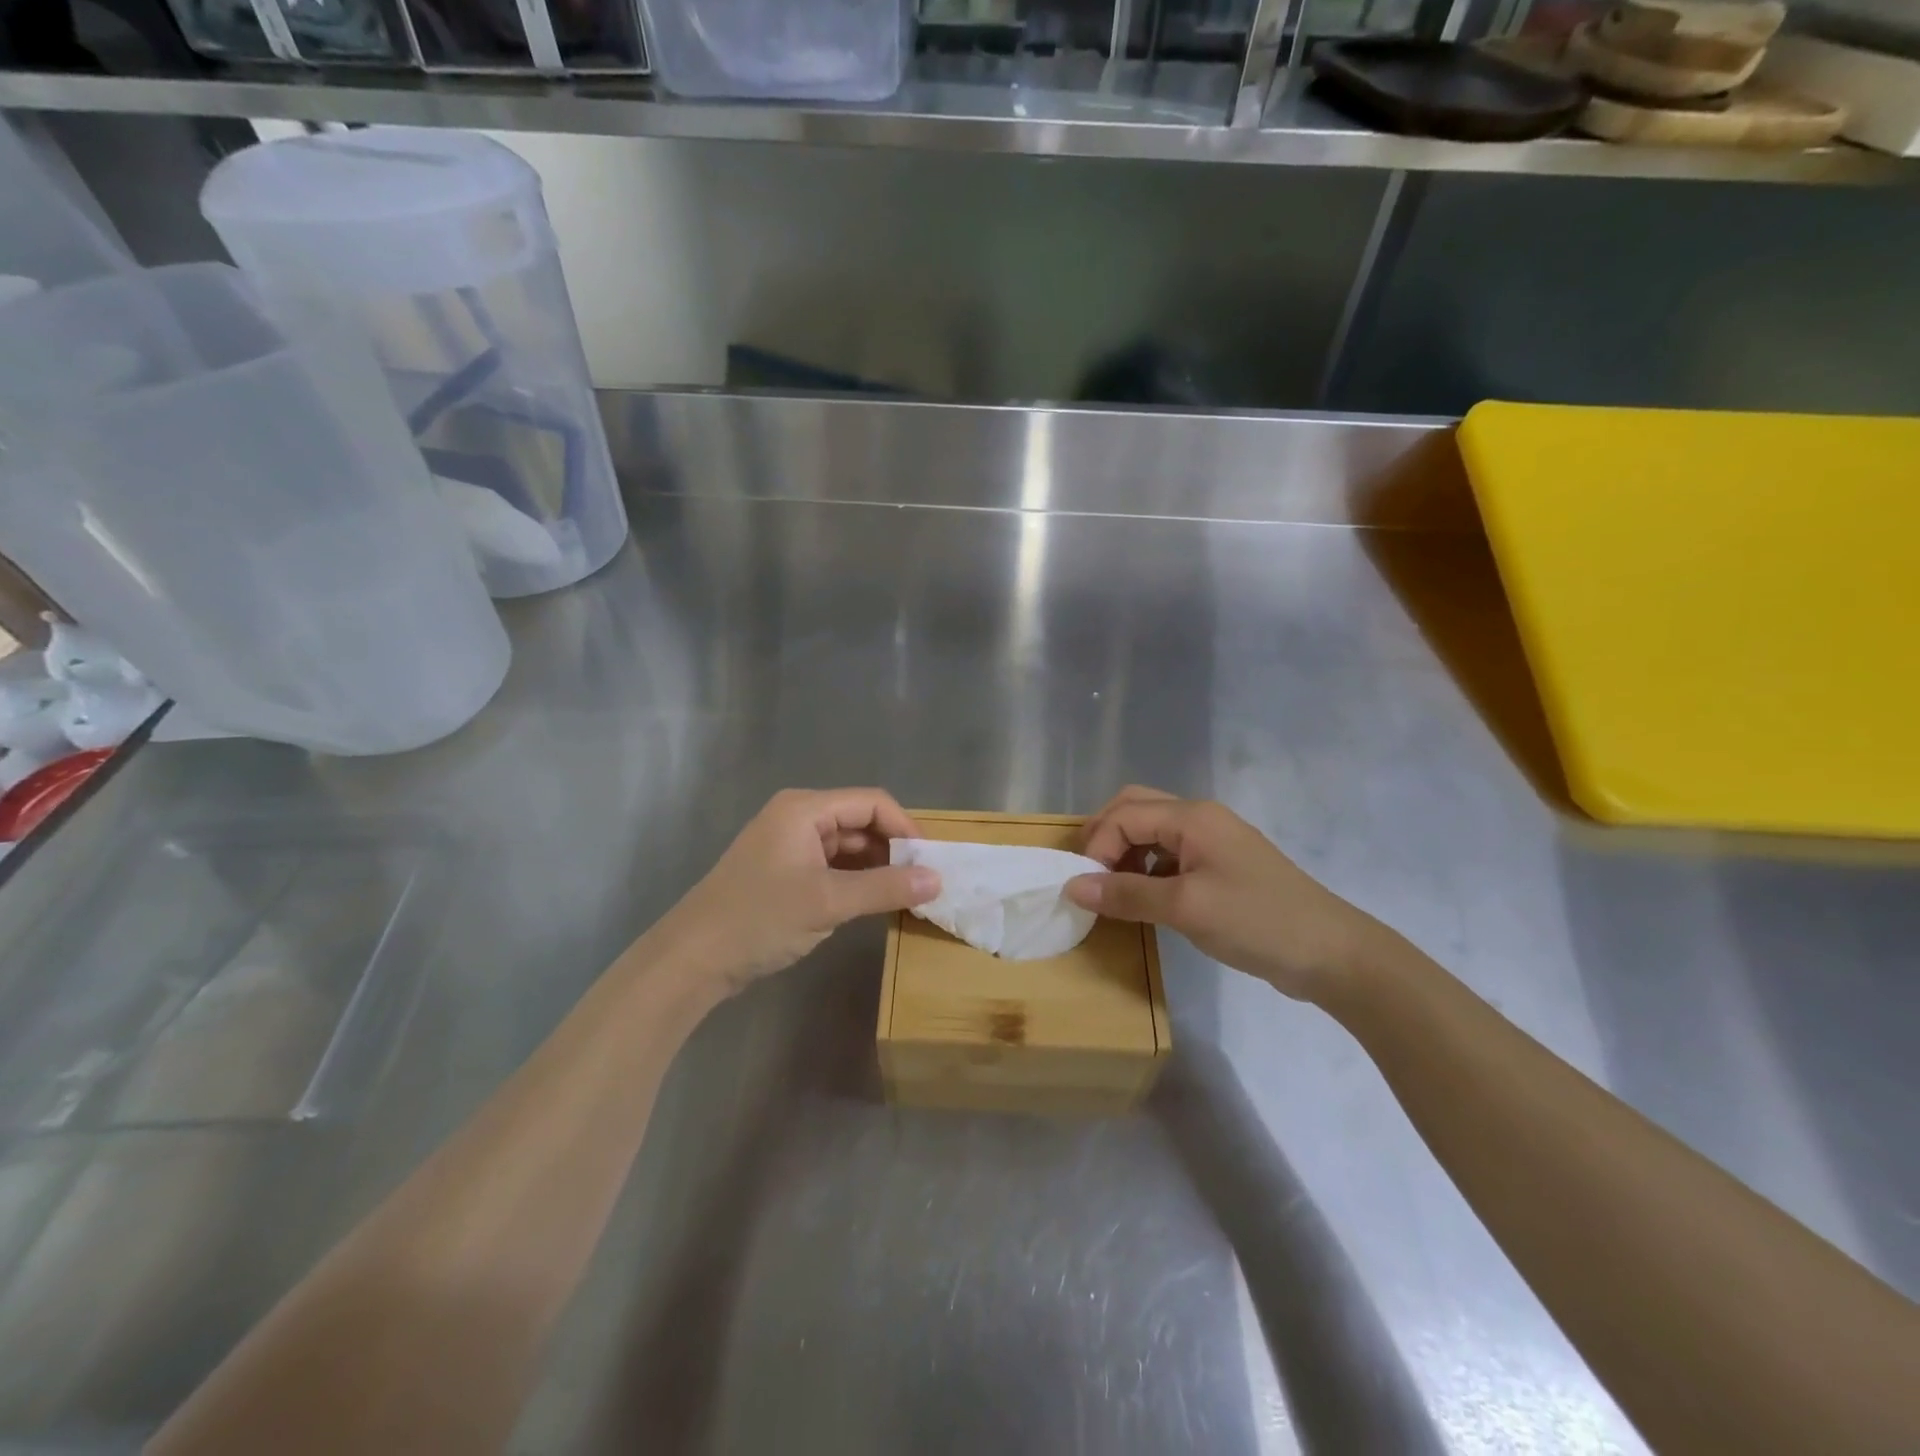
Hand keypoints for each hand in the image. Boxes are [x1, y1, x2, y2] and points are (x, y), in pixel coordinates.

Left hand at [648, 788, 939, 996]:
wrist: (693, 959)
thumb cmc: (760, 918)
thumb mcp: (828, 902)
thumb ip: (885, 888)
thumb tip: (937, 880)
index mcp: (805, 809)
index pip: (871, 803)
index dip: (905, 827)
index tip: (931, 861)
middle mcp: (798, 818)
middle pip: (860, 822)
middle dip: (893, 849)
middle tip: (923, 882)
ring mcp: (789, 845)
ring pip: (847, 846)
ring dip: (876, 867)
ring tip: (906, 894)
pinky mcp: (785, 872)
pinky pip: (832, 866)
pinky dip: (855, 880)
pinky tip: (874, 901)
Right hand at [1064, 786, 1394, 1002]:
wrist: (1331, 953)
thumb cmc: (1255, 921)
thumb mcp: (1184, 908)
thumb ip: (1126, 894)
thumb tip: (1073, 887)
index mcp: (1192, 817)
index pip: (1125, 815)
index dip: (1097, 846)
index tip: (1087, 888)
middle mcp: (1201, 818)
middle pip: (1136, 808)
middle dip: (1105, 836)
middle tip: (1088, 873)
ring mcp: (1215, 842)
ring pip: (1153, 831)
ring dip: (1125, 851)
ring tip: (1113, 889)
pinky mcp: (1223, 866)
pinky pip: (1171, 853)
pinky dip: (1147, 867)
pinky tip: (1146, 897)